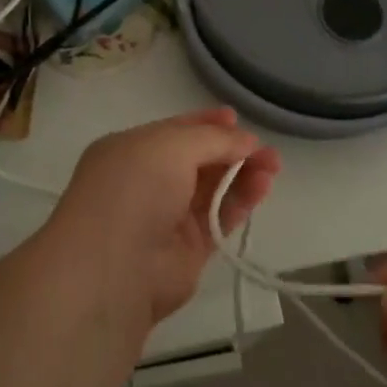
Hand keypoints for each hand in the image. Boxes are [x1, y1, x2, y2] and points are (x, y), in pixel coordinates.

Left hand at [49, 109, 281, 329]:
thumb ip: (213, 139)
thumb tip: (246, 140)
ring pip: (214, 188)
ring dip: (243, 174)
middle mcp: (148, 181)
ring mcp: (168, 216)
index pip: (175, 131)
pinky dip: (242, 200)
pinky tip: (263, 186)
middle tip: (266, 149)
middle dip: (232, 150)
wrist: (114, 269)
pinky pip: (221, 217)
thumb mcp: (171, 146)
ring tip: (272, 166)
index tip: (236, 118)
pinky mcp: (189, 248)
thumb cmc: (134, 189)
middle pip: (199, 159)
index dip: (206, 124)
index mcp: (131, 150)